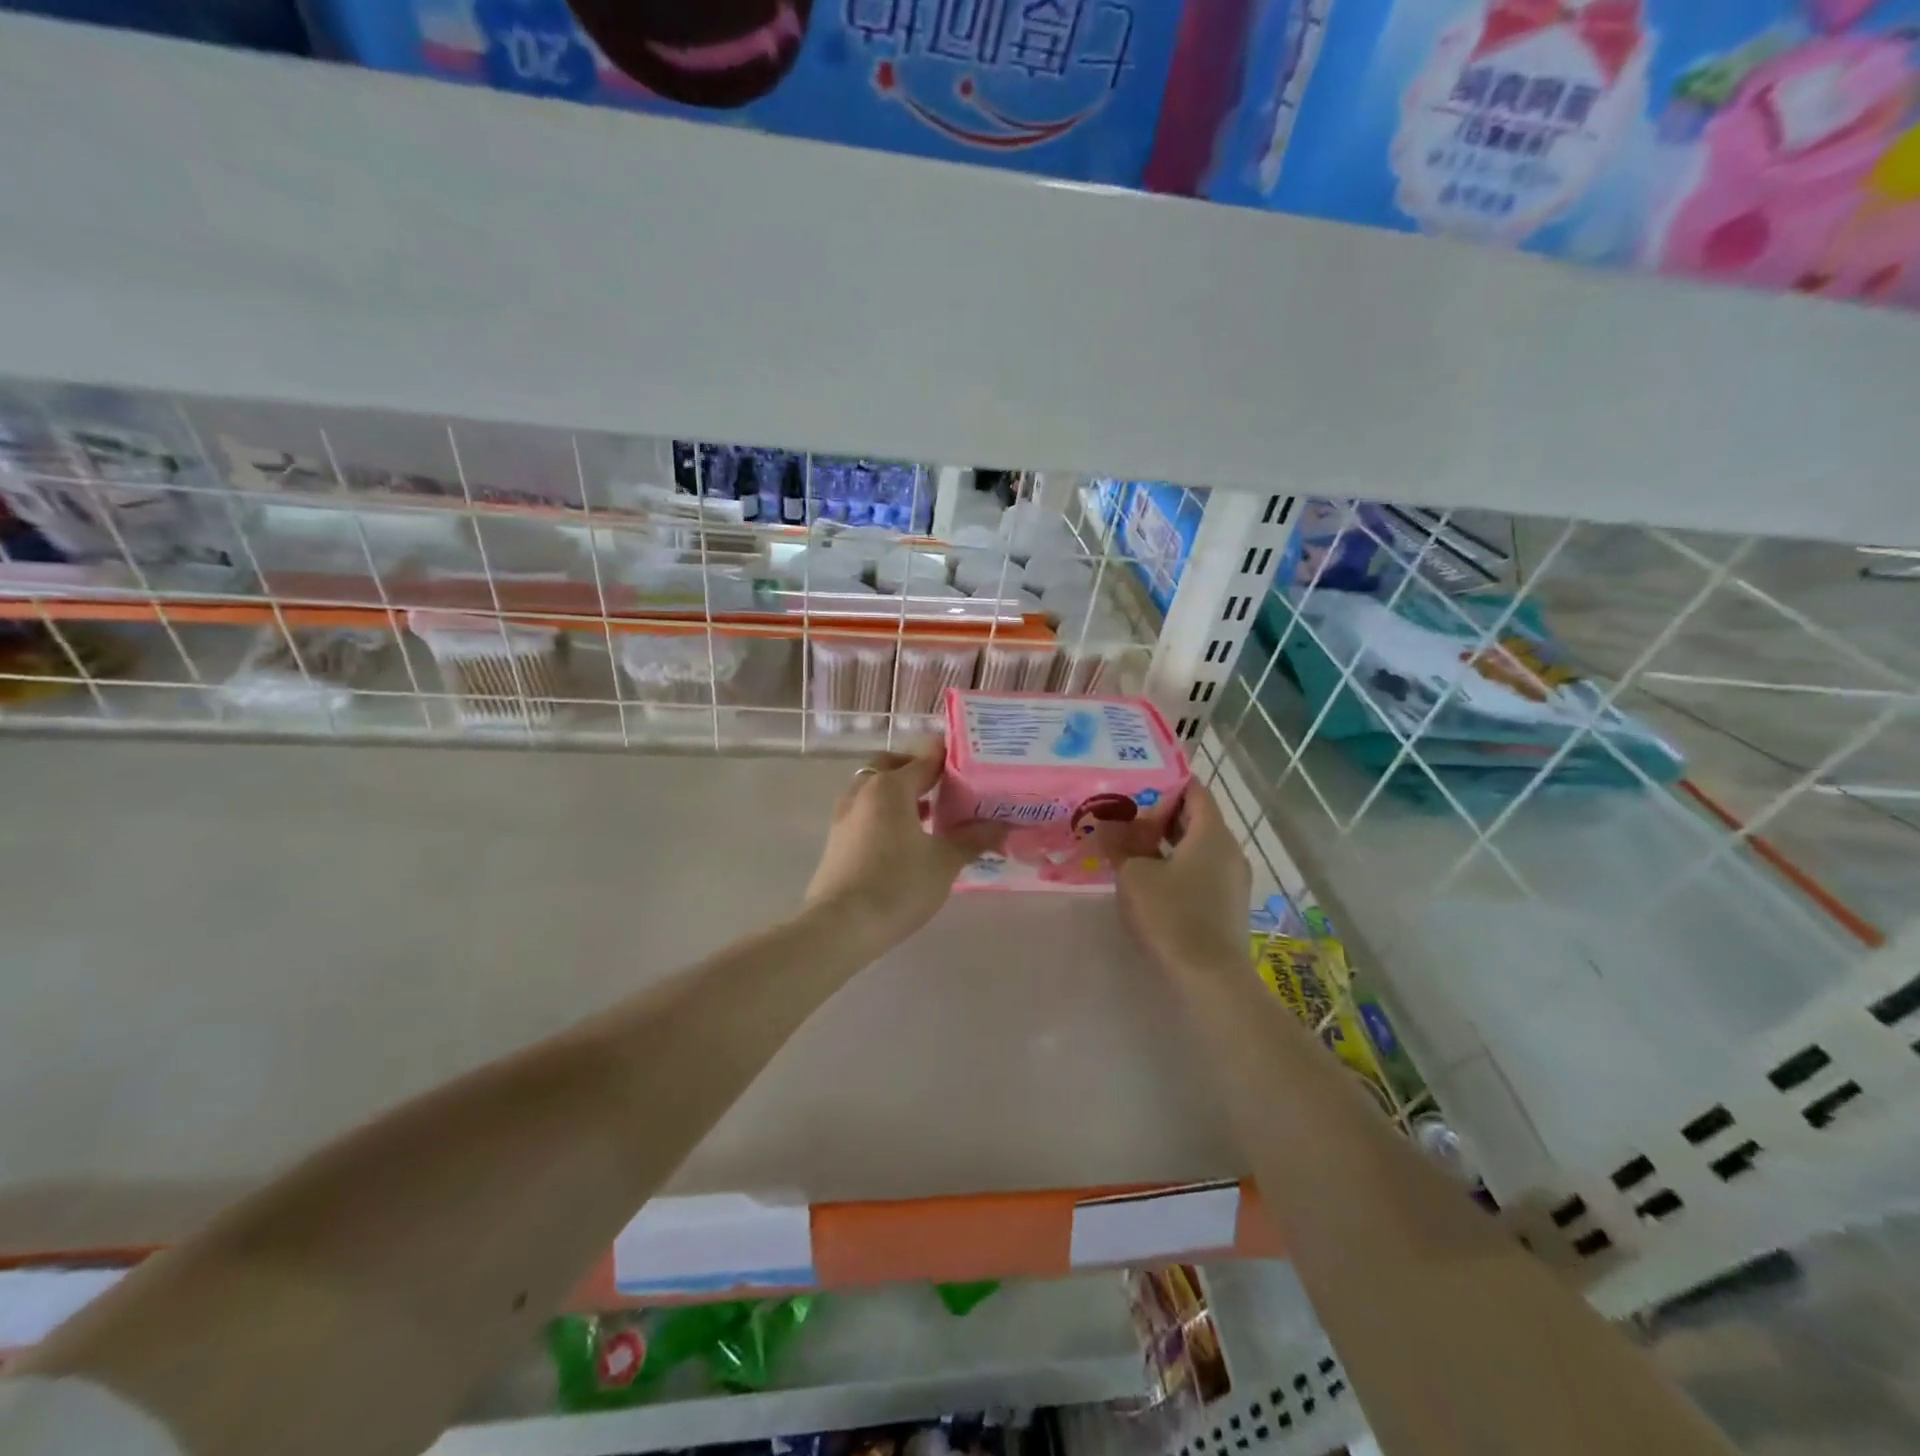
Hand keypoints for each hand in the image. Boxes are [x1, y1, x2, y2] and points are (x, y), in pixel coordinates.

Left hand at [806, 746, 1005, 947]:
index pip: (925, 760)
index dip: (951, 759)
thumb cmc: (897, 885)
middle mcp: (864, 792)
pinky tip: (907, 838)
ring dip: (900, 793)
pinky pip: (866, 811)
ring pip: (875, 789)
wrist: (840, 927)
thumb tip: (1003, 825)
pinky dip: (886, 813)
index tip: (974, 763)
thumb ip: (973, 839)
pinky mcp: (837, 840)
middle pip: (892, 766)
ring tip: (932, 813)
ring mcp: (845, 815)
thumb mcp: (944, 862)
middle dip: (918, 770)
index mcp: (890, 787)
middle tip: (947, 786)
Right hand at [1115, 780, 1251, 974]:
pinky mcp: (1226, 904)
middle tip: (1122, 812)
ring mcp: (1231, 879)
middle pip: (1194, 818)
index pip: (1194, 790)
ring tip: (1127, 843)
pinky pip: (1199, 870)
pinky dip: (1174, 865)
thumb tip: (1105, 824)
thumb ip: (1118, 844)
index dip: (1165, 782)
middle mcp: (1229, 850)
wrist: (1209, 979)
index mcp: (1212, 833)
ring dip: (1164, 842)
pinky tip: (1147, 876)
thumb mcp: (1134, 875)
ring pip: (1196, 846)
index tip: (1134, 781)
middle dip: (1158, 814)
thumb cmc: (1171, 915)